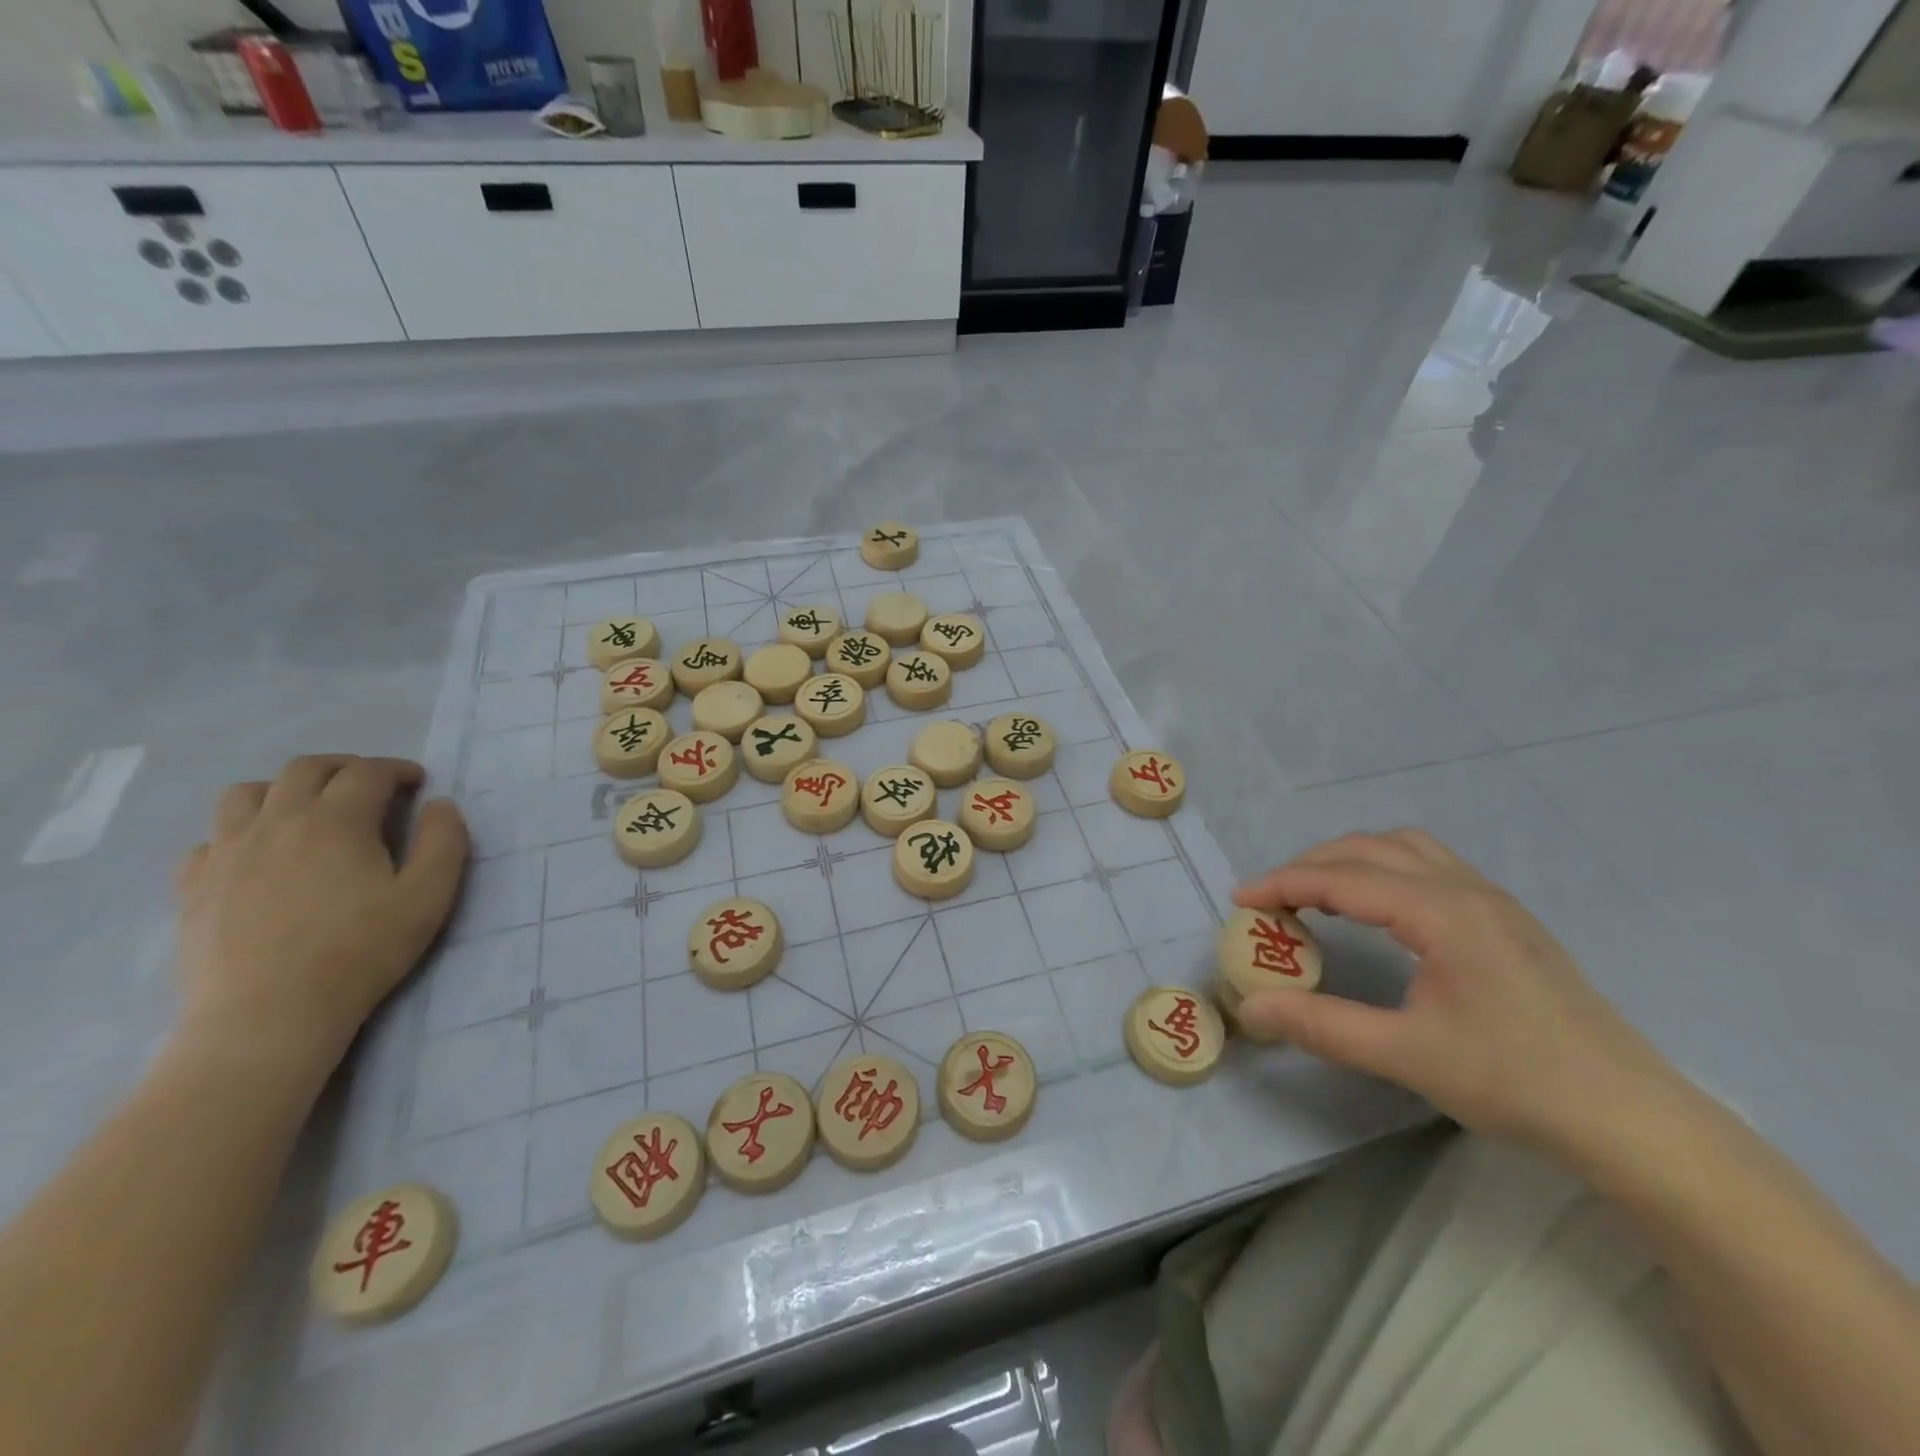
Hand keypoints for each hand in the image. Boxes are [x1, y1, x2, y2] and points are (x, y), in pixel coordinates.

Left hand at [174, 755, 469, 1072]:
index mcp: (336, 821)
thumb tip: (440, 805)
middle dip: (345, 767)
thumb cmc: (361, 951)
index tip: (418, 782)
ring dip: (285, 789)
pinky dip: (241, 832)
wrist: (269, 1014)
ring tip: (310, 811)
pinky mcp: (195, 886)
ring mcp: (227, 853)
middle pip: (305, 769)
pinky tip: (261, 856)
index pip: (368, 772)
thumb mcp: (429, 896)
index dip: (397, 769)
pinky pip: (211, 838)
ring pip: (246, 793)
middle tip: (372, 786)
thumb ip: (444, 842)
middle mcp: (276, 823)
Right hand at [1234, 830, 1682, 1160]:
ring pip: (1406, 849)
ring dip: (1352, 860)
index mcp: (1444, 913)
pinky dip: (1385, 870)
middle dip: (1312, 865)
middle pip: (1372, 848)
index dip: (1284, 883)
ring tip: (1317, 894)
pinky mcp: (1508, 920)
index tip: (1240, 900)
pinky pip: (1431, 867)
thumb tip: (1251, 1008)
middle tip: (1273, 899)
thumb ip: (1322, 1025)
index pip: (1344, 878)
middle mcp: (1468, 890)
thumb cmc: (1518, 1082)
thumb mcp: (1407, 1055)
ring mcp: (1494, 901)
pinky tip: (1378, 909)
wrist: (1634, 1119)